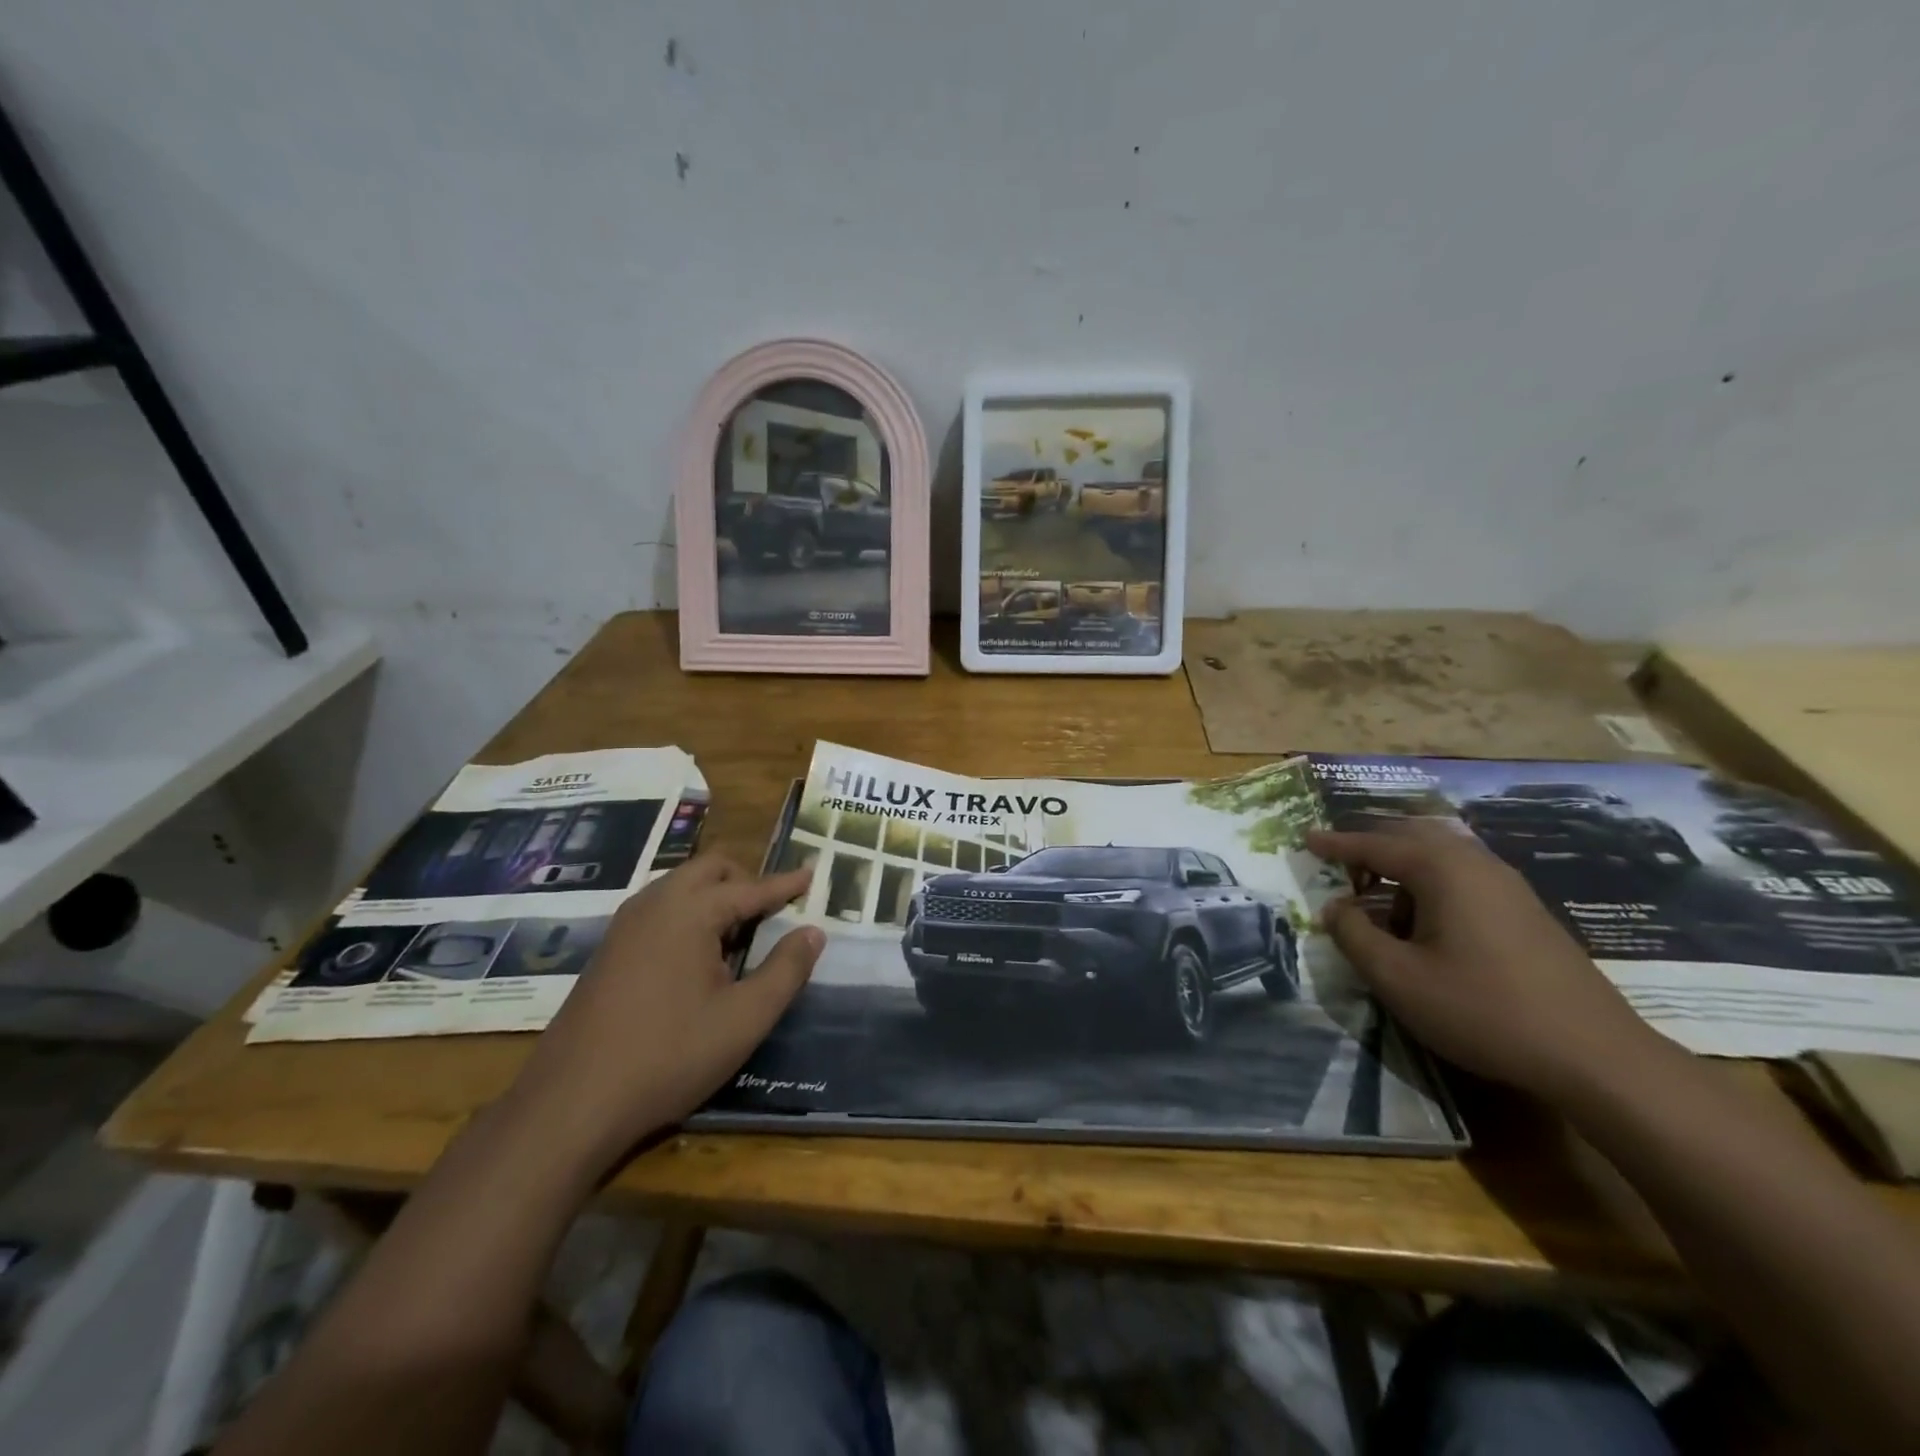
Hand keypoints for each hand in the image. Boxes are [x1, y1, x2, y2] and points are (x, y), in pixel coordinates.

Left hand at [507, 854, 821, 1174]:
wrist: (571, 1104)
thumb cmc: (670, 1056)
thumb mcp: (745, 1018)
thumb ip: (786, 970)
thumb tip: (813, 932)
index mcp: (690, 911)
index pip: (751, 888)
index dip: (785, 884)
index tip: (813, 874)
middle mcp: (654, 904)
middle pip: (709, 869)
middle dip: (746, 881)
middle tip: (773, 911)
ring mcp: (625, 925)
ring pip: (680, 886)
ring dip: (714, 897)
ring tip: (738, 937)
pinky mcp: (608, 950)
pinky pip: (659, 910)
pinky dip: (688, 914)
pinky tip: (697, 958)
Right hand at [1305, 823, 1658, 1102]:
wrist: (1596, 1056)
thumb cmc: (1483, 1010)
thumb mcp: (1398, 978)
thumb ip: (1354, 936)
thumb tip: (1334, 909)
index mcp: (1443, 870)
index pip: (1376, 845)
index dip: (1336, 844)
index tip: (1306, 839)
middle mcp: (1477, 864)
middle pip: (1412, 838)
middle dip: (1371, 849)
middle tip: (1340, 868)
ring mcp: (1509, 887)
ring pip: (1442, 858)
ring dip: (1402, 872)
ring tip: (1379, 909)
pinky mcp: (1527, 912)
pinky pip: (1464, 879)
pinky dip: (1431, 888)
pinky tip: (1426, 927)